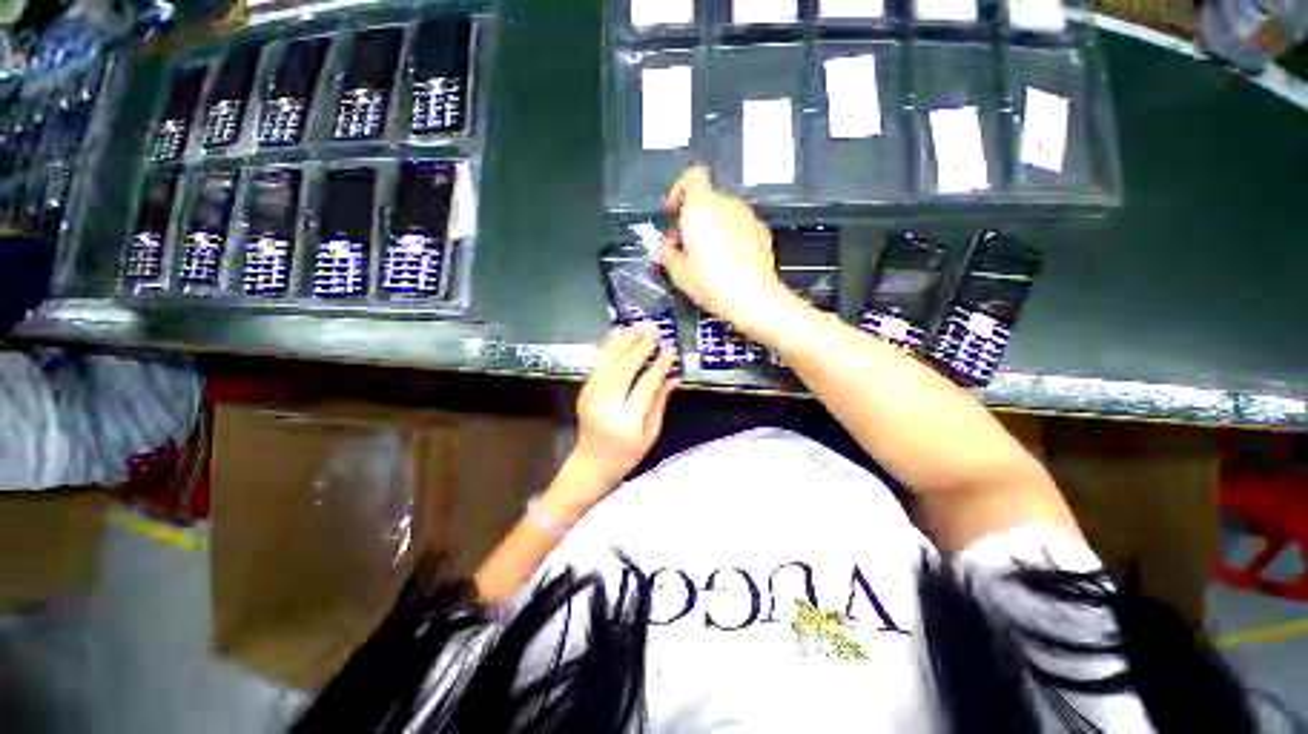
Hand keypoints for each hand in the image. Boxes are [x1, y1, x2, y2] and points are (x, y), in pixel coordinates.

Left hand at [568, 322, 679, 496]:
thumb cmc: (627, 453)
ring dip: (623, 341)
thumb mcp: (650, 433)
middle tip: (654, 329)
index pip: (646, 384)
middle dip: (641, 345)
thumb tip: (674, 377)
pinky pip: (598, 364)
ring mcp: (591, 395)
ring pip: (608, 361)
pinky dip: (609, 347)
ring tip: (638, 325)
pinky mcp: (585, 390)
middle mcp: (606, 403)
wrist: (592, 462)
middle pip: (625, 367)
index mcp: (627, 418)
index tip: (670, 347)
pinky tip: (618, 335)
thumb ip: (660, 402)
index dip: (660, 364)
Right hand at [657, 166, 797, 339]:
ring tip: (705, 257)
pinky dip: (730, 236)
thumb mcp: (679, 272)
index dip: (678, 191)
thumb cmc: (712, 282)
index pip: (691, 177)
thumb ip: (666, 254)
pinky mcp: (761, 231)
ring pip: (723, 213)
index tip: (673, 213)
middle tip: (683, 245)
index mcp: (701, 207)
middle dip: (692, 217)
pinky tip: (726, 261)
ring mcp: (746, 216)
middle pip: (705, 199)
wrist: (753, 298)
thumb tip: (659, 248)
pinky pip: (739, 226)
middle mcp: (726, 204)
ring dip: (711, 227)